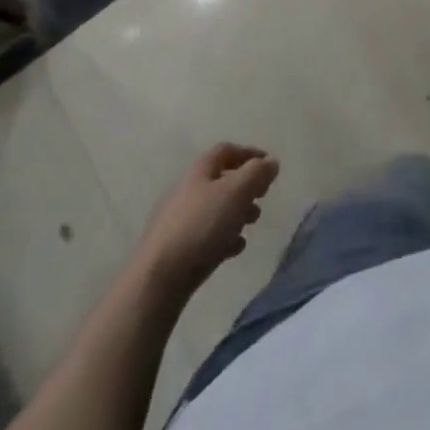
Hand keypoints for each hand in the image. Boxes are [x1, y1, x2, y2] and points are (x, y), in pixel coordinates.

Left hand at [136, 143, 279, 297]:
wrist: (158, 278)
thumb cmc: (201, 226)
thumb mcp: (236, 192)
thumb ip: (257, 174)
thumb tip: (271, 162)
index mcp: (200, 171)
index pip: (227, 151)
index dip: (249, 153)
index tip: (269, 165)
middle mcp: (187, 190)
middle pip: (221, 180)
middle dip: (245, 187)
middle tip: (262, 197)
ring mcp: (179, 221)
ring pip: (215, 208)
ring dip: (237, 212)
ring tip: (252, 224)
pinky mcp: (176, 249)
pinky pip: (206, 235)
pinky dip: (224, 236)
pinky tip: (234, 248)